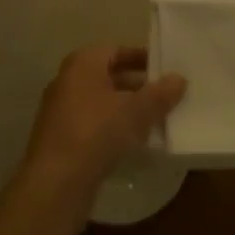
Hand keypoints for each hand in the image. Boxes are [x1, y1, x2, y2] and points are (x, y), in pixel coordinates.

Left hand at [19, 46, 185, 217]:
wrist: (55, 184)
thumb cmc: (95, 133)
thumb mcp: (135, 112)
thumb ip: (159, 94)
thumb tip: (180, 78)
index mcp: (82, 63)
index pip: (116, 50)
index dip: (141, 57)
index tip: (165, 68)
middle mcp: (68, 81)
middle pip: (109, 76)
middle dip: (138, 85)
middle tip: (166, 95)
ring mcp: (62, 111)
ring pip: (102, 103)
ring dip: (127, 109)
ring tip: (157, 120)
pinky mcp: (62, 140)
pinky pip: (94, 124)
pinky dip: (114, 128)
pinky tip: (135, 144)